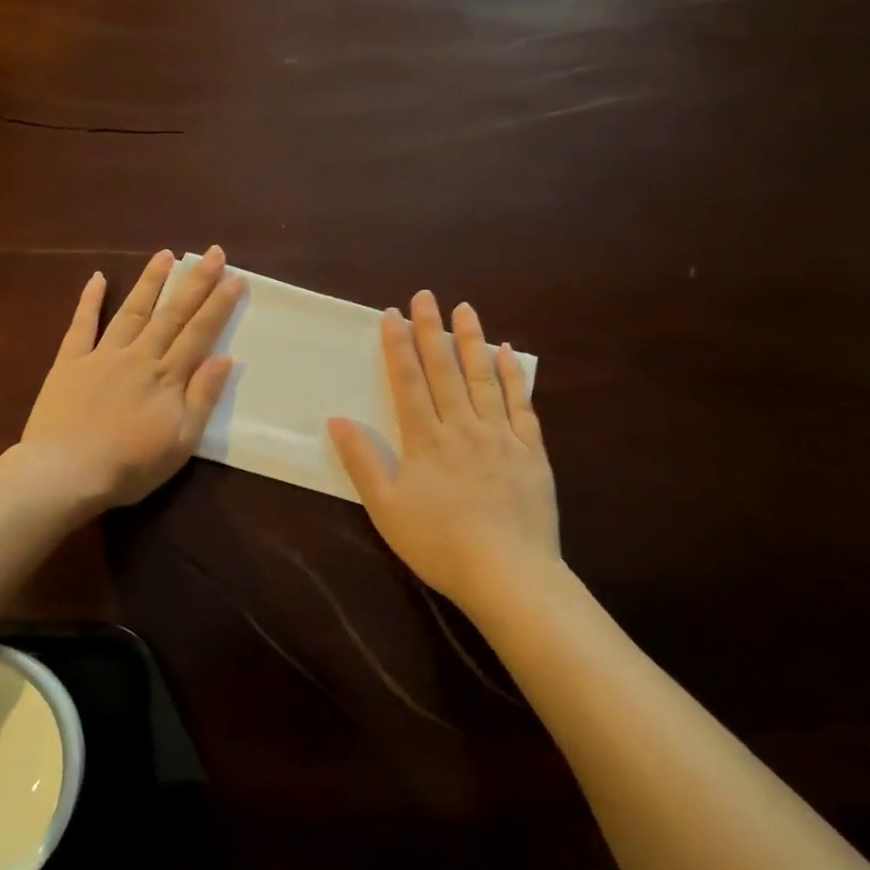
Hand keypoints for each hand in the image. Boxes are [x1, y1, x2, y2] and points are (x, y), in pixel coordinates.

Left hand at [20, 246, 242, 512]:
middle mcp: (138, 357)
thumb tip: (225, 358)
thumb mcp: (180, 443)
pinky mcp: (69, 363)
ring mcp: (102, 356)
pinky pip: (81, 325)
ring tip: (166, 255)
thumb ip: (202, 398)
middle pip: (171, 314)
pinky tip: (97, 278)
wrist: (65, 473)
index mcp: (167, 378)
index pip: (199, 333)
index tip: (236, 278)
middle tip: (213, 253)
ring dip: (150, 282)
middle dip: (195, 282)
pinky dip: (89, 300)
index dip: (219, 305)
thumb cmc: (129, 466)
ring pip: (132, 311)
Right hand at [329, 290, 560, 609]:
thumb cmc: (438, 544)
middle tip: (426, 296)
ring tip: (465, 310)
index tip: (392, 315)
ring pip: (484, 379)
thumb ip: (363, 462)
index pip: (409, 383)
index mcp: (426, 440)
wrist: (508, 573)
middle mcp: (463, 427)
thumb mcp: (386, 508)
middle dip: (431, 331)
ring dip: (472, 341)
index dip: (398, 347)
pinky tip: (508, 354)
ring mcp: (501, 436)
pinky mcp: (531, 451)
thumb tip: (337, 420)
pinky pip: (521, 404)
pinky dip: (514, 376)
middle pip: (445, 370)